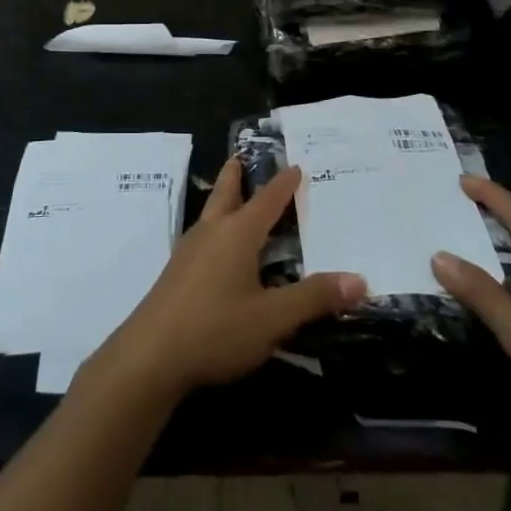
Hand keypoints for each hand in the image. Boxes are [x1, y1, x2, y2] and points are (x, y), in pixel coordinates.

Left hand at [95, 159, 365, 400]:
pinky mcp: (177, 272)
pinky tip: (219, 249)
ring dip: (224, 199)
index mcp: (237, 233)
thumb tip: (359, 279)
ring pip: (211, 213)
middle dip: (237, 175)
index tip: (295, 165)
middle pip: (226, 192)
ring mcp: (189, 251)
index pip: (267, 200)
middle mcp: (211, 232)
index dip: (283, 184)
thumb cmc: (216, 328)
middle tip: (243, 156)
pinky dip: (216, 227)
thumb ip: (314, 298)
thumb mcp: (273, 317)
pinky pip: (203, 236)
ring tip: (235, 197)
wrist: (151, 355)